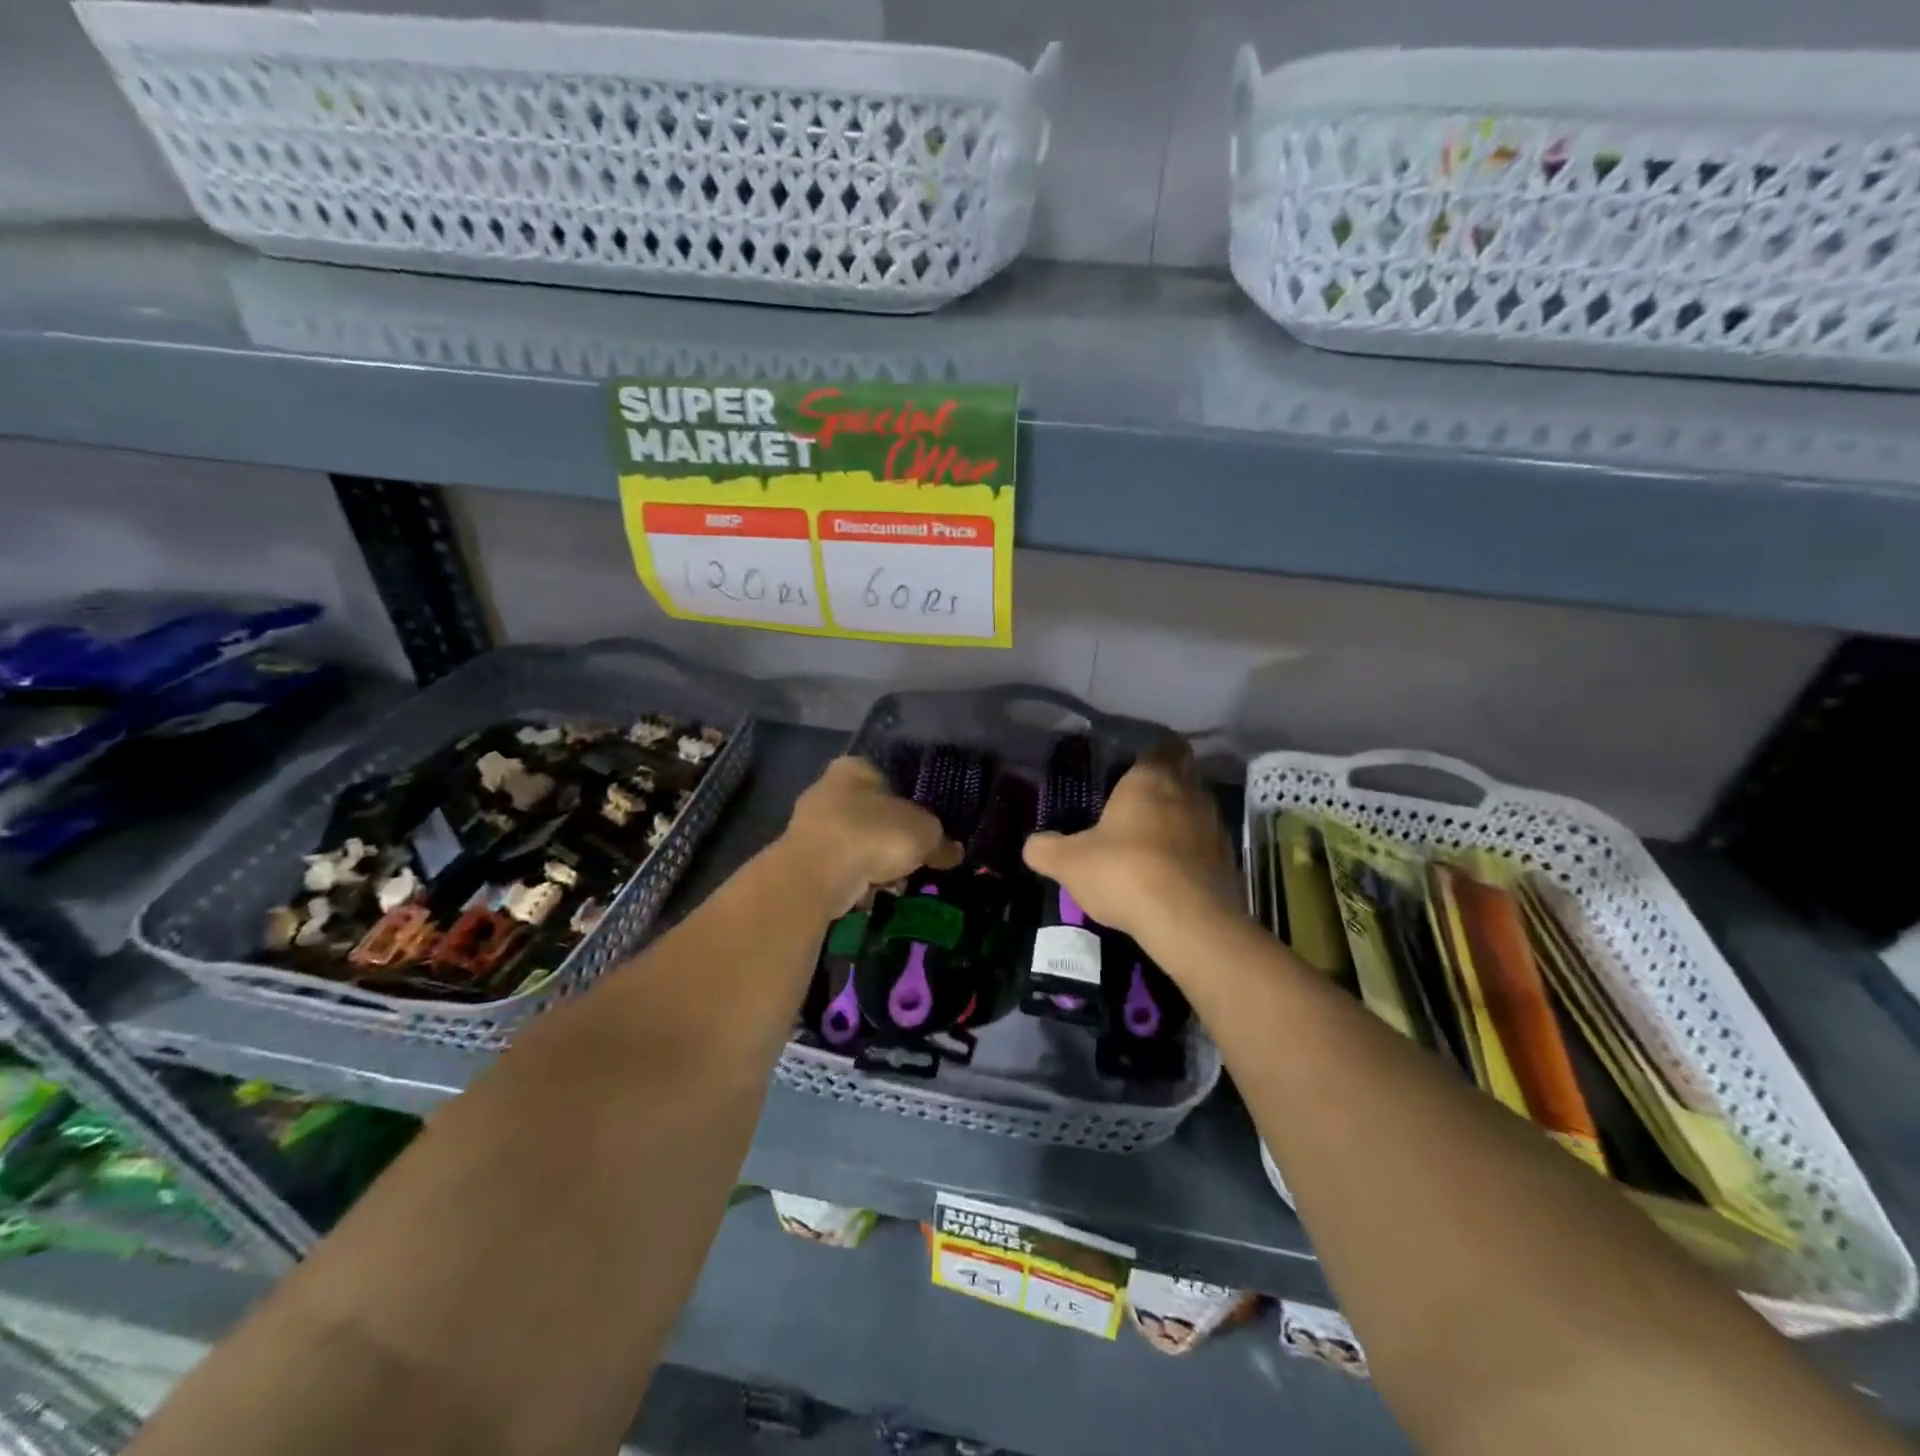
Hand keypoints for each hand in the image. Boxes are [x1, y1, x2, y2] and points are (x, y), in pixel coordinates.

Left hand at [781, 757, 962, 915]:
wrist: (816, 875)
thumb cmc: (873, 835)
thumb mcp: (924, 833)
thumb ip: (941, 841)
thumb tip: (954, 852)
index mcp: (855, 768)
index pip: (890, 778)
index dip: (912, 803)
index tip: (927, 829)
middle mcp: (829, 789)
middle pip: (875, 815)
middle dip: (894, 841)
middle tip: (915, 861)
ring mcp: (812, 826)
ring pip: (858, 845)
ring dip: (877, 865)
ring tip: (895, 884)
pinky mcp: (803, 860)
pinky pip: (842, 870)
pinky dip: (856, 883)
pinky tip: (870, 895)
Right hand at [1022, 737, 1237, 943]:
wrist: (1189, 922)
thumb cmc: (1124, 872)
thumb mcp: (1069, 863)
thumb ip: (1046, 849)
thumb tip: (1032, 845)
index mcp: (1151, 778)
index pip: (1164, 744)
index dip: (1151, 749)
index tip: (1132, 762)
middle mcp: (1189, 793)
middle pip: (1182, 774)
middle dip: (1163, 784)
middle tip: (1134, 802)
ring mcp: (1214, 827)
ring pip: (1195, 811)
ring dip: (1177, 820)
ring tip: (1149, 841)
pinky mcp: (1228, 862)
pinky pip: (1205, 846)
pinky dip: (1189, 853)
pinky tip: (1168, 874)